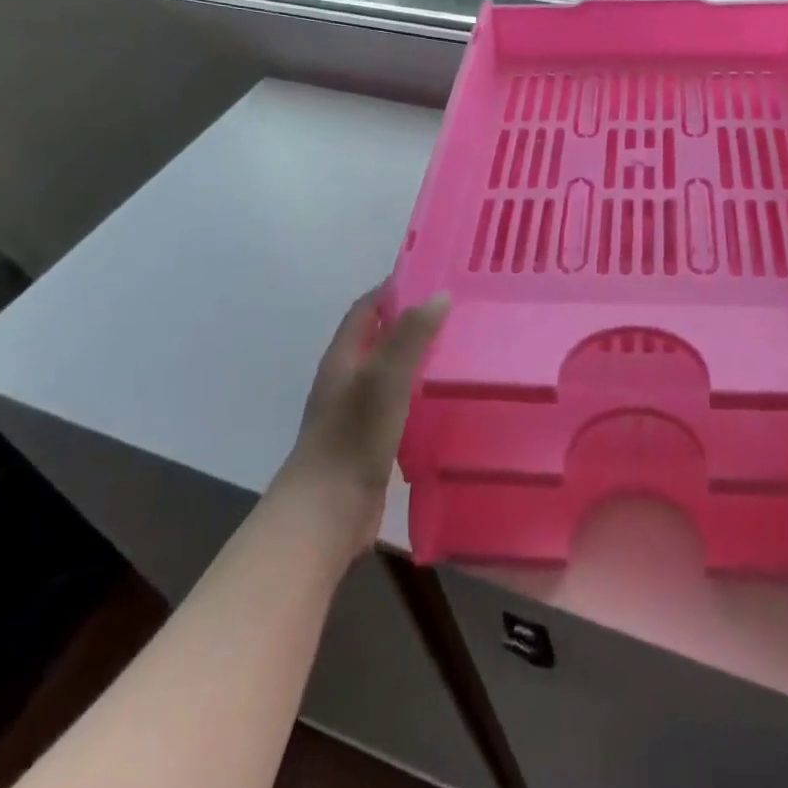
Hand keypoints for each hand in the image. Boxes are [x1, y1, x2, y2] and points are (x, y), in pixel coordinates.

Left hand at [285, 285, 448, 549]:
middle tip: (457, 311)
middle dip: (412, 321)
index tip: (432, 276)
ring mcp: (358, 412)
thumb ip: (411, 336)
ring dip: (418, 358)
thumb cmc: (353, 436)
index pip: (366, 309)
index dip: (393, 289)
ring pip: (391, 372)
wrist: (326, 512)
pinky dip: (420, 392)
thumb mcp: (385, 378)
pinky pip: (399, 404)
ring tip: (460, 348)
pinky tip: (447, 398)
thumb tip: (439, 295)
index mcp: (343, 358)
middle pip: (380, 338)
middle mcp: (348, 379)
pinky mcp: (372, 440)